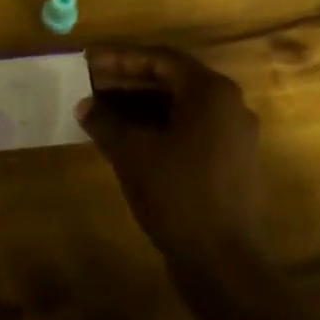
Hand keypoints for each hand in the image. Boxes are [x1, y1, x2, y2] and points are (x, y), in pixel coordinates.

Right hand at [75, 45, 266, 266]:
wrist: (223, 261)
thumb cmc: (177, 194)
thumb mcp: (132, 153)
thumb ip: (106, 121)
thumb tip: (84, 105)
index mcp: (210, 92)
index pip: (160, 59)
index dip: (121, 58)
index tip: (90, 61)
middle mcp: (229, 104)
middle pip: (173, 80)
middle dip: (130, 80)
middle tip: (92, 83)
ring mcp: (234, 134)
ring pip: (181, 106)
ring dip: (143, 104)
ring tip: (104, 109)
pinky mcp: (232, 161)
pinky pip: (191, 128)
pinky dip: (160, 125)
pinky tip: (129, 137)